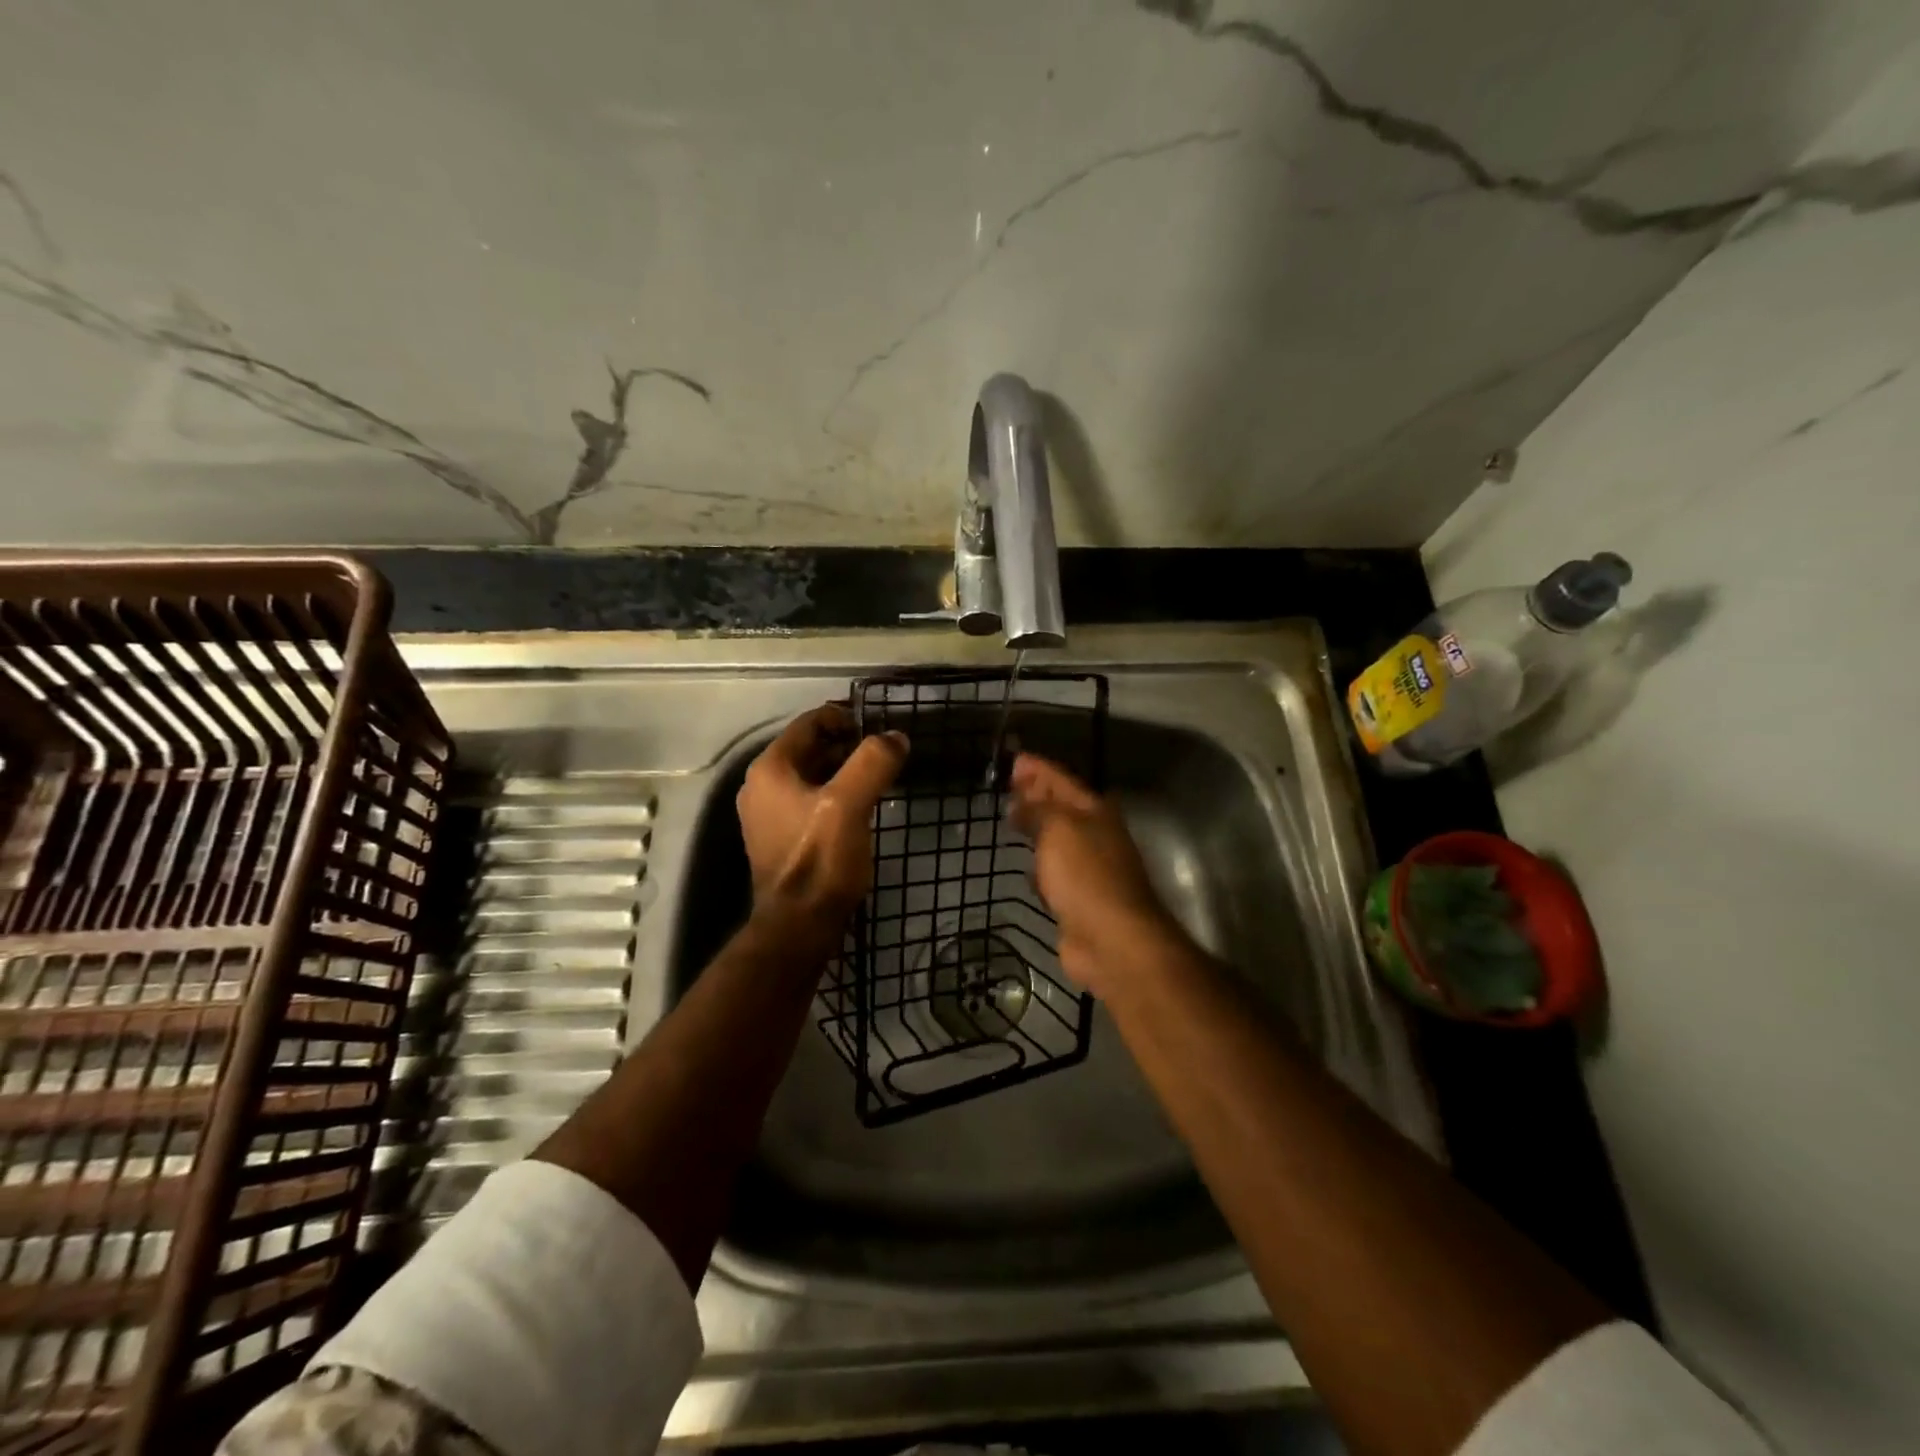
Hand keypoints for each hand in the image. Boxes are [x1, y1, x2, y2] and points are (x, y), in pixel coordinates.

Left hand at [737, 704, 907, 928]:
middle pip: (809, 749)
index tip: (877, 725)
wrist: (799, 925)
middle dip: (846, 745)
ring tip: (878, 777)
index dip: (843, 717)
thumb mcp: (850, 804)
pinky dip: (834, 796)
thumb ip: (873, 762)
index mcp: (771, 769)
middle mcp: (761, 787)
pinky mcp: (781, 839)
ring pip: (811, 776)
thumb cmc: (820, 859)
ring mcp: (768, 816)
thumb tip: (896, 737)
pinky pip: (810, 802)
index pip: (808, 724)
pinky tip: (861, 809)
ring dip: (843, 771)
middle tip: (884, 753)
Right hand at [1008, 752, 1190, 994]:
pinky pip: (1055, 874)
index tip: (1013, 760)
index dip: (1038, 769)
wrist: (1112, 940)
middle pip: (1061, 807)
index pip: (1061, 780)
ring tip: (1013, 821)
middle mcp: (1095, 835)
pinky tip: (1027, 871)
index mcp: (1095, 811)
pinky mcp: (1079, 900)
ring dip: (1037, 830)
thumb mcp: (1058, 829)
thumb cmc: (1086, 875)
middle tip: (1009, 786)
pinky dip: (1040, 867)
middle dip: (1037, 795)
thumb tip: (1020, 801)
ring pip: (1057, 840)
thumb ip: (1037, 810)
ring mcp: (1089, 869)